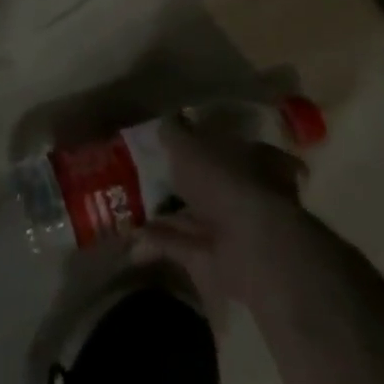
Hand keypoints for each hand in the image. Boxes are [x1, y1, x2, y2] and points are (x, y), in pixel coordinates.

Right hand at [134, 116, 308, 323]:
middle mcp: (249, 194)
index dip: (207, 142)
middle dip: (186, 182)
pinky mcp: (219, 261)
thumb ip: (175, 133)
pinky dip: (160, 239)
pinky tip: (133, 233)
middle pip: (213, 184)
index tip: (180, 140)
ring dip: (168, 213)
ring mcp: (236, 231)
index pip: (232, 146)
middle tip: (150, 173)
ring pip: (197, 216)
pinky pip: (184, 245)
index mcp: (252, 159)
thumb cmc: (224, 181)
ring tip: (130, 204)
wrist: (252, 247)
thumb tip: (167, 122)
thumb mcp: (189, 145)